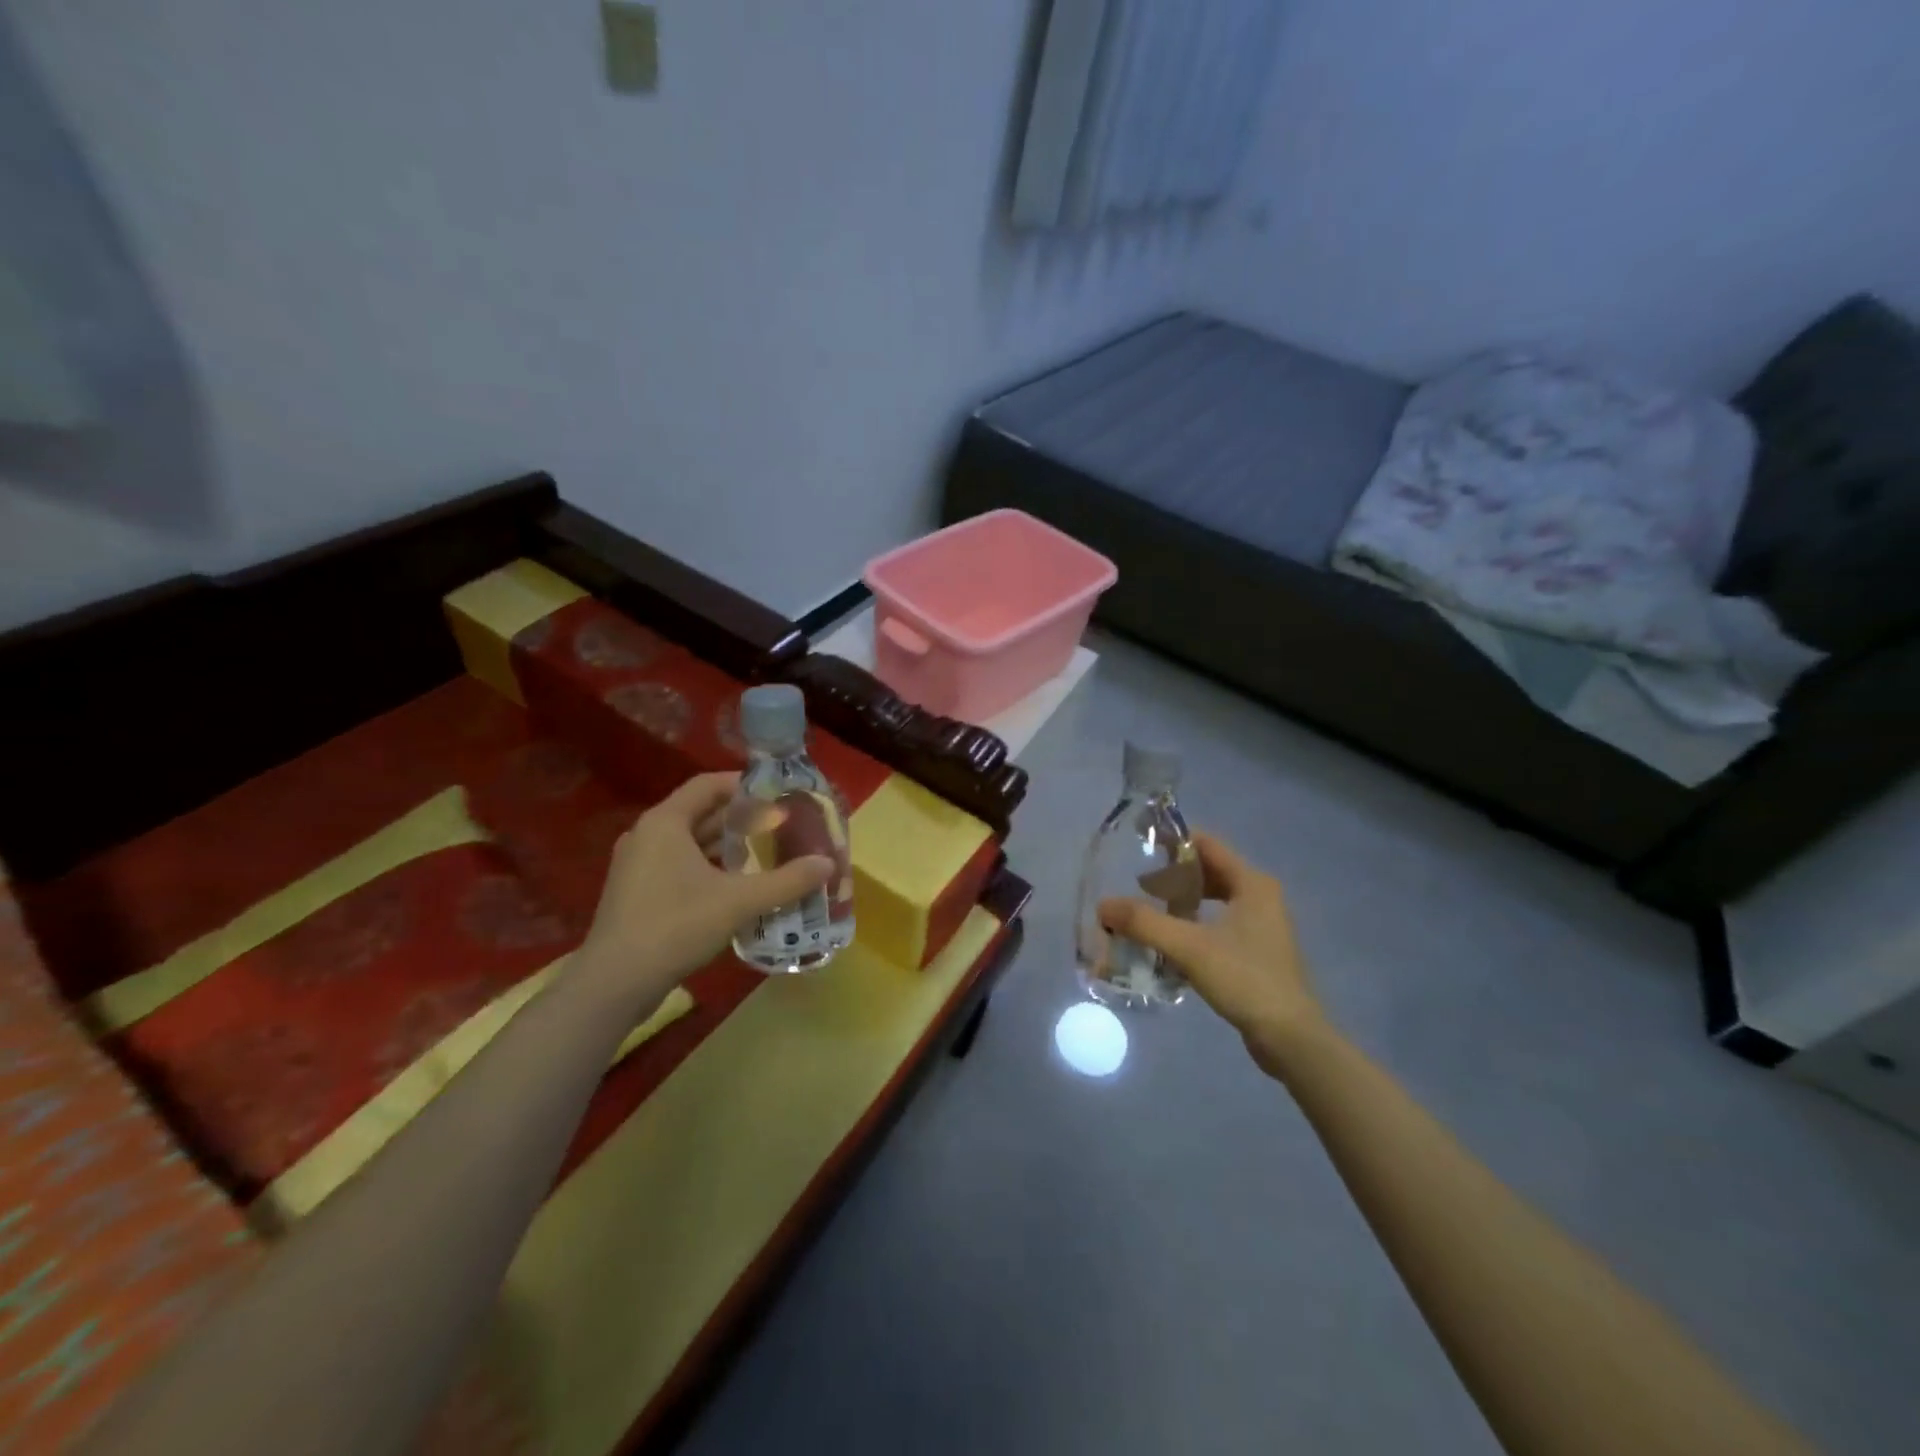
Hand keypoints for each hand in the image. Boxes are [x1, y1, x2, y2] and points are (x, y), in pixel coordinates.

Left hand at [576, 773, 833, 1001]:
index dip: (745, 785)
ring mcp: (638, 865)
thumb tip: (828, 864)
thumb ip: (787, 881)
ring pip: (690, 842)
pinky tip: (738, 885)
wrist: (614, 984)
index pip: (708, 785)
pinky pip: (680, 865)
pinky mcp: (637, 893)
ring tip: (766, 852)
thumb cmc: (675, 926)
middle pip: (701, 812)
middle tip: (781, 824)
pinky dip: (709, 867)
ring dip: (726, 845)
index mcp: (665, 822)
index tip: (779, 793)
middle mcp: (647, 835)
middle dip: (741, 817)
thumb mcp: (739, 902)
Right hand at [1098, 832, 1325, 1069]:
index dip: (1172, 841)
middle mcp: (1260, 896)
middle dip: (1173, 875)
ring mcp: (1262, 925)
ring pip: (1214, 899)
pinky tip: (1171, 941)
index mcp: (1252, 883)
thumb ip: (1144, 923)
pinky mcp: (1257, 951)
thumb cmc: (1245, 980)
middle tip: (1138, 886)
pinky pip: (1219, 922)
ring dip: (1182, 901)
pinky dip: (1194, 923)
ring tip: (1150, 912)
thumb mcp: (1189, 948)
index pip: (1207, 844)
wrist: (1291, 1038)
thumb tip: (1102, 906)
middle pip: (1209, 870)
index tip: (1139, 847)